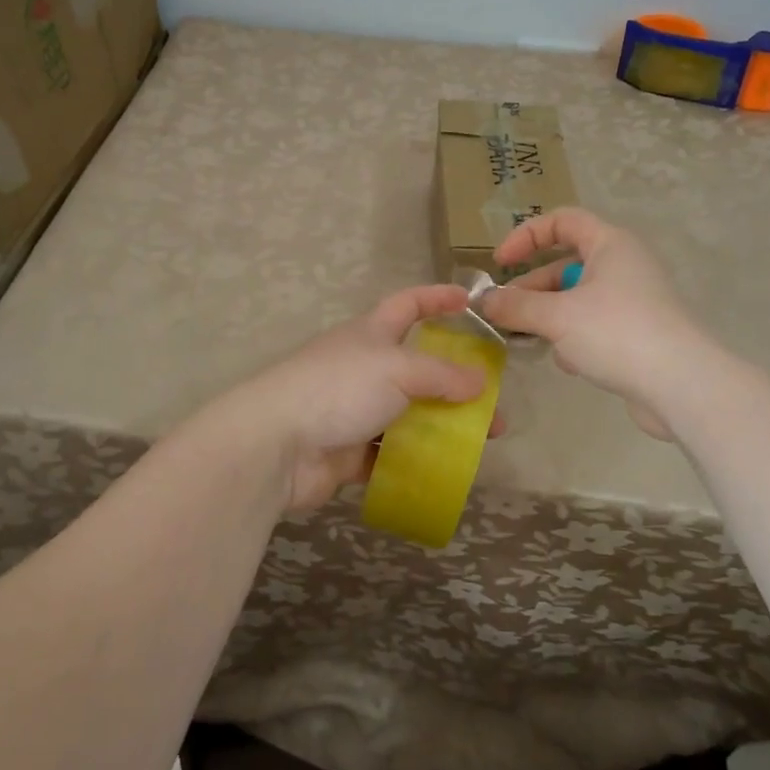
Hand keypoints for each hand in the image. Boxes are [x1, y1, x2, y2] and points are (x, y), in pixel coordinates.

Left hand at [224, 285, 506, 512]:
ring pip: (408, 416)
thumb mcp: (397, 369)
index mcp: (370, 334)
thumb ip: (441, 374)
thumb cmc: (338, 388)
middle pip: (417, 369)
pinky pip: (390, 454)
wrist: (277, 444)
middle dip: (455, 383)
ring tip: (479, 444)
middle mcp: (363, 368)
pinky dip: (415, 460)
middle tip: (492, 404)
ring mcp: (354, 411)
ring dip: (441, 427)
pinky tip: (446, 471)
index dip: (437, 299)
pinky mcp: (348, 452)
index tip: (469, 301)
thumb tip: (480, 381)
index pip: (408, 305)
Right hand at [482, 208, 701, 439]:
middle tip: (505, 313)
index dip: (526, 236)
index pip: (562, 221)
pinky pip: (593, 325)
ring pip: (576, 299)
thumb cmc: (617, 333)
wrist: (681, 386)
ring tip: (528, 340)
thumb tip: (484, 301)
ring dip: (549, 317)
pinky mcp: (636, 334)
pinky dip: (573, 338)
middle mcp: (623, 266)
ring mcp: (632, 301)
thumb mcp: (556, 317)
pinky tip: (567, 362)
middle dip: (532, 288)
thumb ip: (515, 306)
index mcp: (610, 245)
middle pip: (565, 265)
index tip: (500, 264)